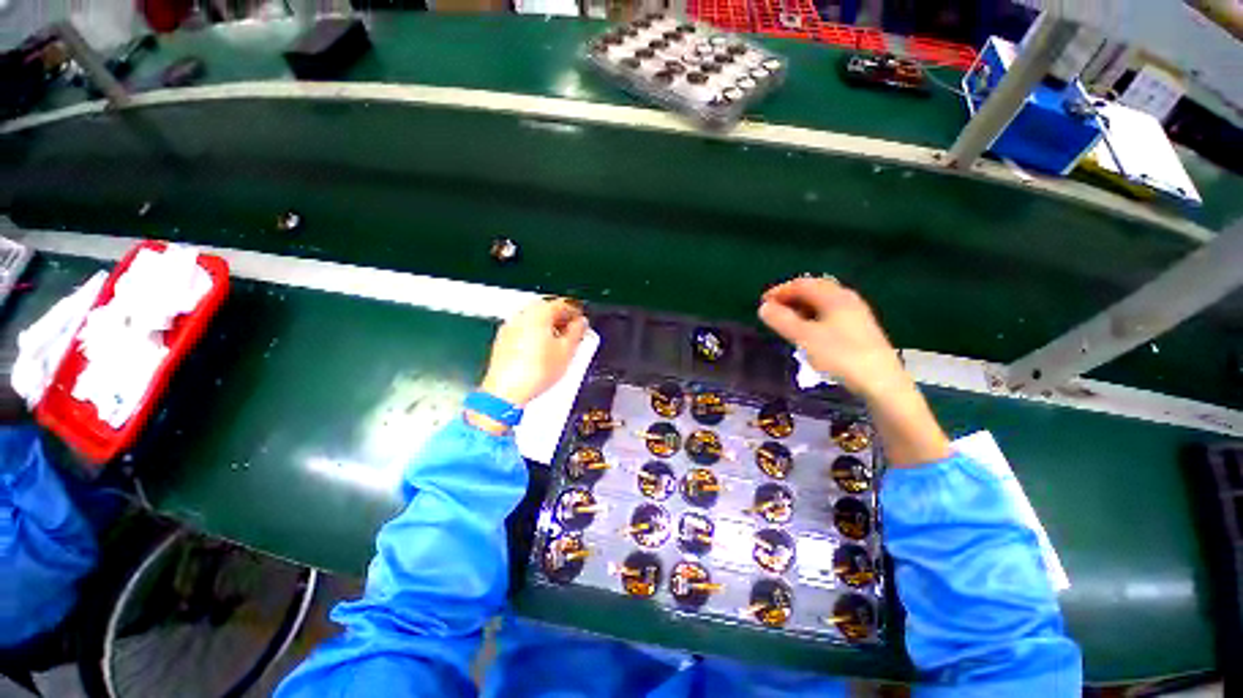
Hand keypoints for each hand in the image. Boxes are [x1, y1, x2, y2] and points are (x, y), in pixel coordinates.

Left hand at [479, 298, 588, 407]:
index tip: (582, 322)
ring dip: (549, 328)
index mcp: (538, 312)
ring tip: (560, 344)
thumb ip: (577, 332)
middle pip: (547, 310)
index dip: (576, 312)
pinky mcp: (503, 341)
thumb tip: (581, 323)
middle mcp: (522, 315)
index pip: (562, 304)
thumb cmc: (535, 371)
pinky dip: (536, 336)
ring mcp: (510, 327)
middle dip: (562, 320)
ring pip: (535, 321)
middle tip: (574, 333)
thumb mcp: (567, 351)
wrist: (506, 391)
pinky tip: (543, 352)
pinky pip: (524, 331)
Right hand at [758, 277, 907, 398]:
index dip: (780, 291)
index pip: (802, 284)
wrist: (881, 383)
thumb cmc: (840, 356)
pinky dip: (812, 317)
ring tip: (786, 322)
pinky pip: (829, 314)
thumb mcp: (804, 337)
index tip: (762, 303)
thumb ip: (782, 320)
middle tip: (773, 311)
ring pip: (822, 303)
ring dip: (801, 308)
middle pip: (814, 290)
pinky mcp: (859, 330)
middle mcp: (847, 299)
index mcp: (834, 297)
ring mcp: (855, 314)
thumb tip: (763, 307)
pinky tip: (807, 332)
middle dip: (790, 298)